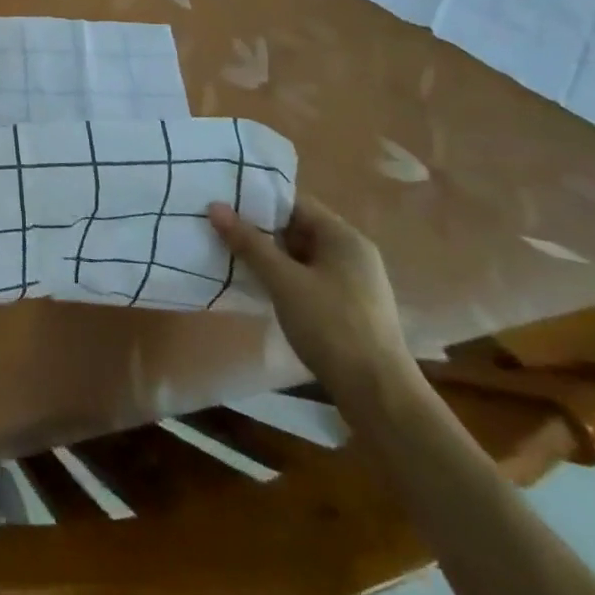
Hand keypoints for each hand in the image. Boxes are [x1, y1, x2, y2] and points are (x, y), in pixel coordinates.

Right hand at [207, 194, 412, 403]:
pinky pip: (308, 278)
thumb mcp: (284, 281)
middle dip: (260, 229)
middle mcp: (352, 253)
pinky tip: (258, 285)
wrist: (379, 395)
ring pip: (301, 256)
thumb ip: (249, 242)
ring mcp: (353, 282)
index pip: (295, 203)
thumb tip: (215, 206)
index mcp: (344, 237)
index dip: (259, 200)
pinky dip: (284, 277)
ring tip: (230, 253)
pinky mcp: (348, 308)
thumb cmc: (331, 326)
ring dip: (270, 256)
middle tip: (220, 227)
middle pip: (298, 228)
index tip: (225, 202)